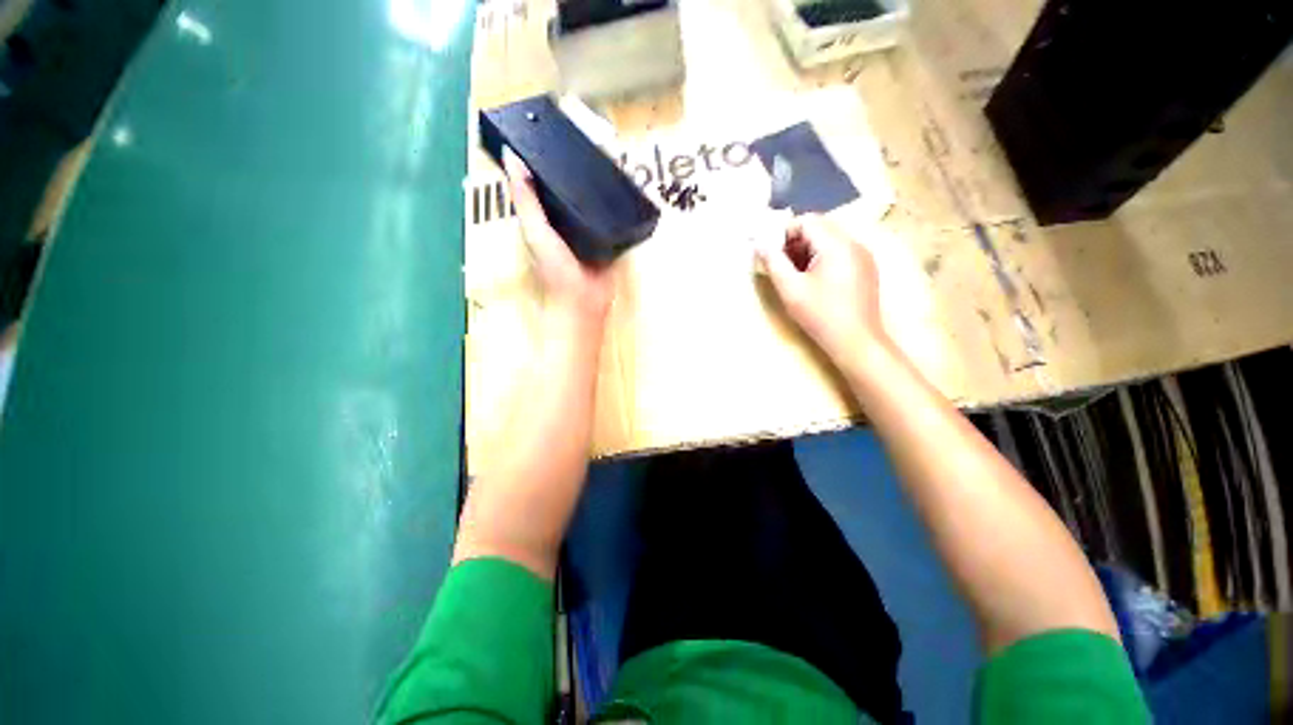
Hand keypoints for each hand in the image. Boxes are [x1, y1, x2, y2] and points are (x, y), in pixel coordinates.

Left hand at [503, 149, 614, 323]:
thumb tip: (511, 155)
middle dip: (576, 169)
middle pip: (568, 190)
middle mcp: (563, 222)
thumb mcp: (536, 232)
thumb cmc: (555, 271)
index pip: (540, 183)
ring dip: (596, 184)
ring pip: (590, 202)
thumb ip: (525, 200)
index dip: (543, 159)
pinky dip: (614, 205)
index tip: (552, 132)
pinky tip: (622, 188)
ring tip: (608, 157)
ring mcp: (587, 232)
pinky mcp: (606, 240)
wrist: (584, 303)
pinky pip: (609, 218)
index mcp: (542, 219)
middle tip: (588, 139)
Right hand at [757, 214, 887, 360]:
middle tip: (781, 265)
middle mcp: (854, 243)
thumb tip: (759, 243)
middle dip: (795, 242)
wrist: (856, 342)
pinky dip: (822, 260)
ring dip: (808, 251)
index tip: (772, 253)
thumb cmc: (820, 315)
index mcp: (836, 244)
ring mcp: (863, 256)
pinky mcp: (865, 269)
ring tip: (795, 275)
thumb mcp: (790, 289)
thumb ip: (773, 262)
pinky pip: (840, 253)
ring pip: (829, 241)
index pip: (807, 221)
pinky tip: (814, 282)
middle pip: (819, 228)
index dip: (785, 233)